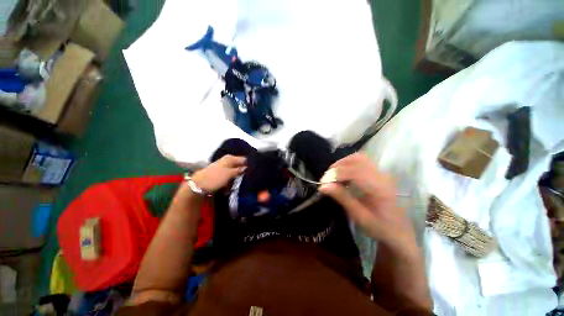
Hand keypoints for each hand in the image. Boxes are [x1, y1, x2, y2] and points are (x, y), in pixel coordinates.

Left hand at [191, 155, 246, 192]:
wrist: (198, 185)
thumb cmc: (215, 178)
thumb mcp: (229, 174)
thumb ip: (239, 170)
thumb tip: (247, 167)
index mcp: (230, 158)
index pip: (244, 159)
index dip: (249, 165)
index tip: (253, 172)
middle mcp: (227, 161)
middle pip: (239, 166)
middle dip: (243, 172)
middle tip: (247, 179)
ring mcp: (223, 168)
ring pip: (235, 172)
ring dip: (237, 179)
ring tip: (238, 185)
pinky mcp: (221, 175)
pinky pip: (229, 177)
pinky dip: (230, 182)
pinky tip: (229, 188)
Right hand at [319, 154, 417, 256]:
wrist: (399, 232)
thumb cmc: (380, 228)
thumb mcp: (359, 216)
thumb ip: (342, 198)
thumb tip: (323, 186)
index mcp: (379, 188)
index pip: (354, 171)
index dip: (336, 174)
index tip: (323, 182)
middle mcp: (382, 176)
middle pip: (357, 159)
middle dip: (338, 166)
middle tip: (327, 177)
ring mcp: (382, 173)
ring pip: (359, 158)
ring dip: (343, 163)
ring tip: (333, 175)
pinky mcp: (379, 174)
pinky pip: (361, 162)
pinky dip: (348, 164)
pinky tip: (343, 175)